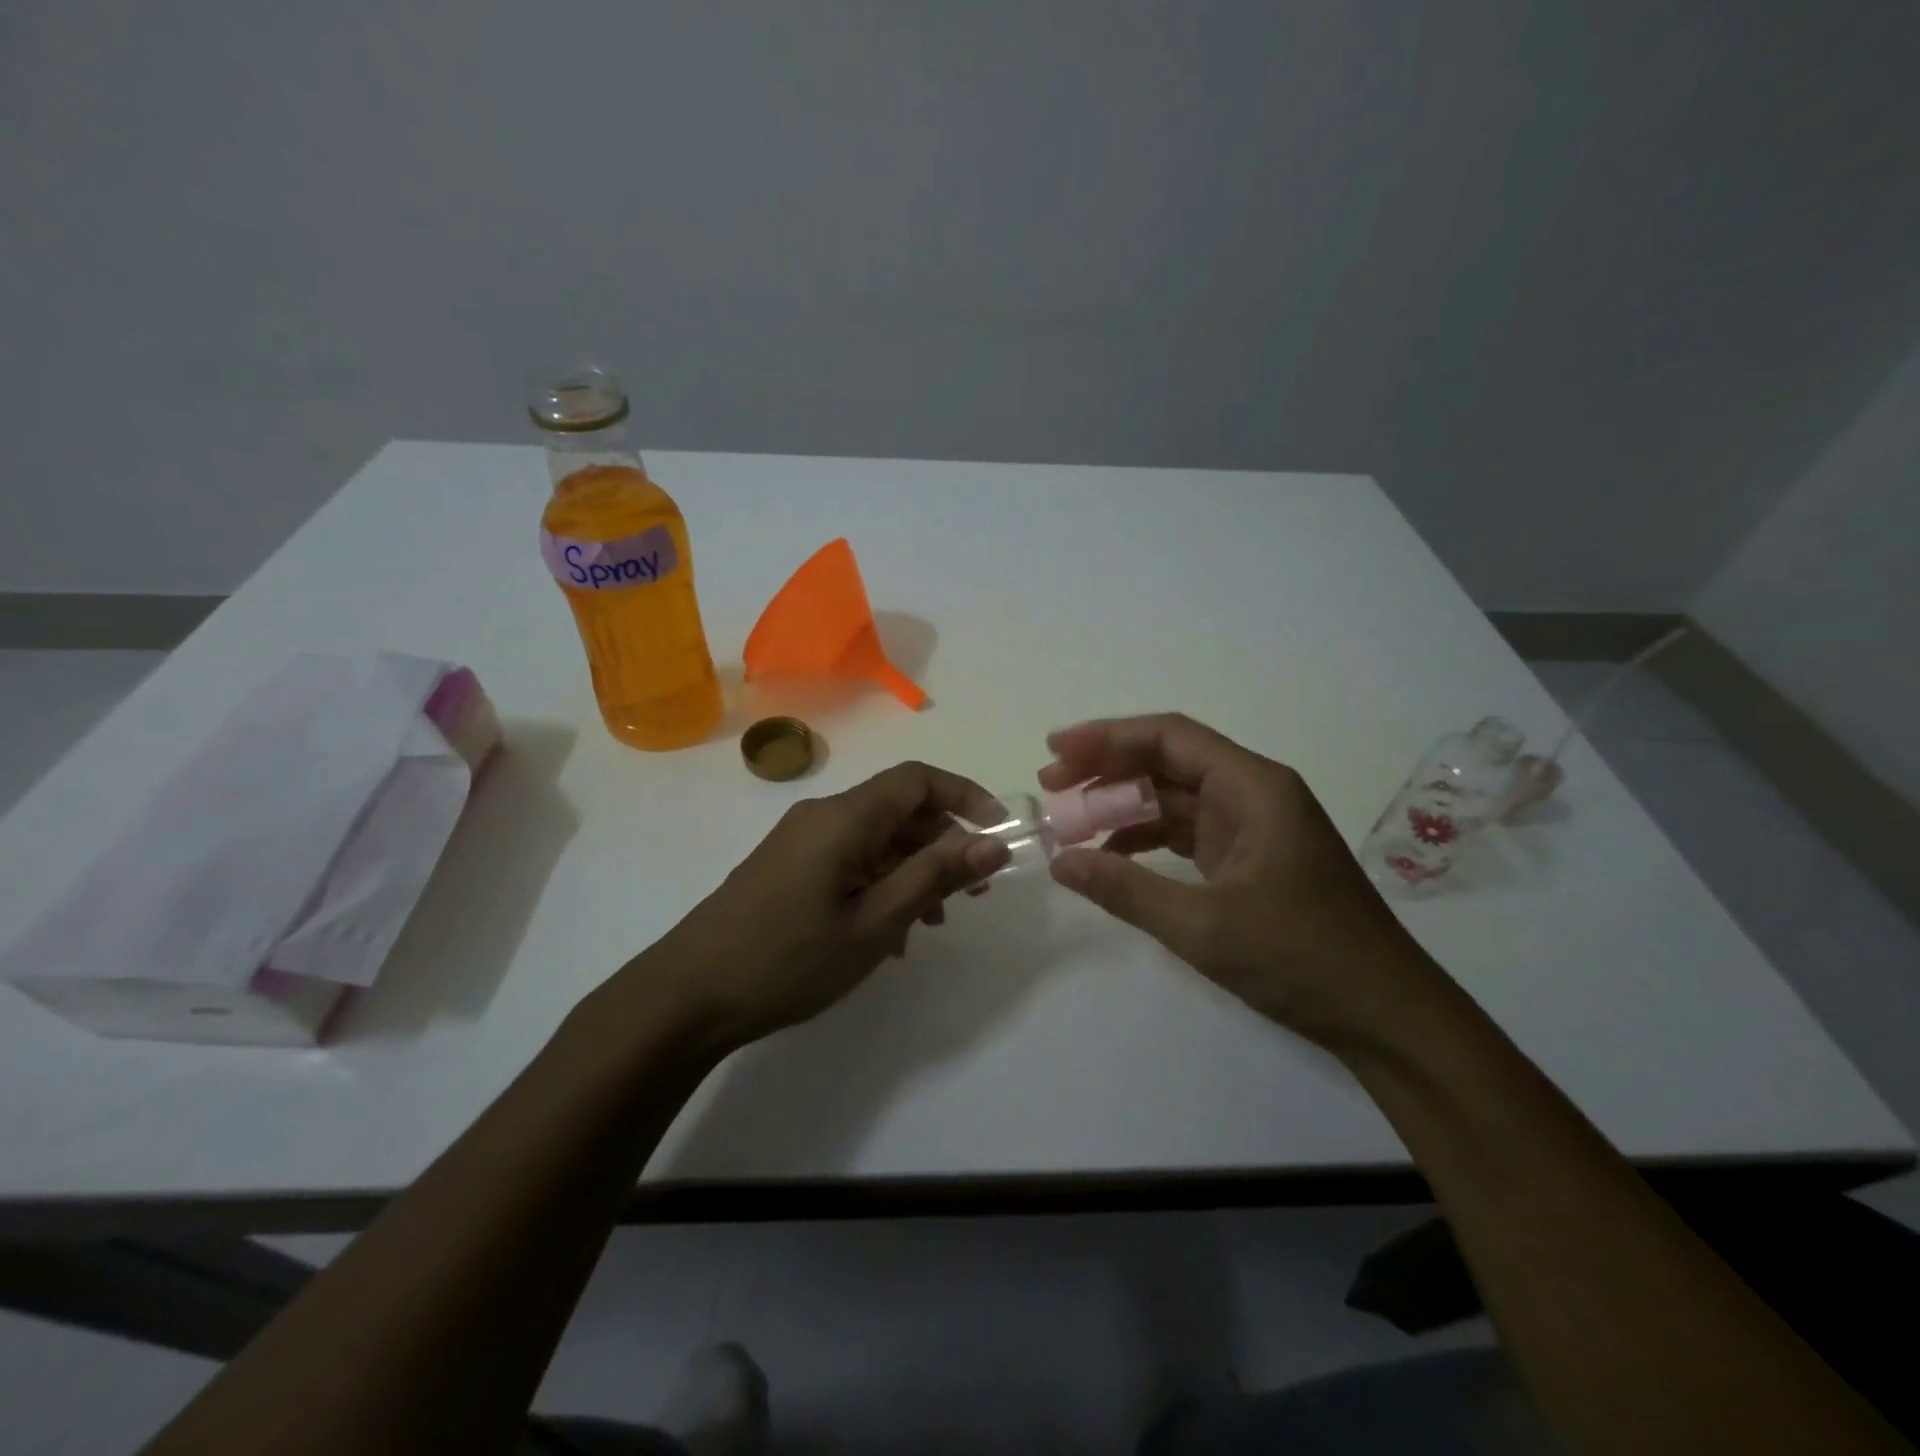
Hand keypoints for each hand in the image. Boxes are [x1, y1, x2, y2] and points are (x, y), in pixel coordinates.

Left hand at [634, 761, 1009, 1048]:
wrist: (688, 995)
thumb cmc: (789, 958)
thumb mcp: (875, 923)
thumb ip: (934, 876)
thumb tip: (992, 843)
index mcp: (844, 817)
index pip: (917, 779)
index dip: (965, 797)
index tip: (998, 833)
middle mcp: (822, 816)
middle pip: (898, 809)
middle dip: (943, 843)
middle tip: (973, 892)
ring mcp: (800, 841)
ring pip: (875, 838)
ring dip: (912, 869)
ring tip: (933, 922)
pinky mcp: (787, 867)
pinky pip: (848, 859)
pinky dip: (879, 882)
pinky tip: (888, 933)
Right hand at [1040, 713, 1442, 1049]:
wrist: (1384, 1015)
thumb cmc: (1300, 958)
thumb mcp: (1203, 926)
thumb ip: (1126, 889)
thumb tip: (1059, 861)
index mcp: (1253, 787)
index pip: (1169, 739)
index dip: (1107, 737)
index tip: (1056, 751)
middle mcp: (1253, 794)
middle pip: (1167, 762)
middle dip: (1106, 771)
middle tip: (1049, 788)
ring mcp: (1252, 827)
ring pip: (1173, 798)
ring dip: (1121, 806)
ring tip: (1068, 823)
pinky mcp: (1248, 859)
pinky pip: (1186, 832)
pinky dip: (1145, 839)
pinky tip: (1110, 855)